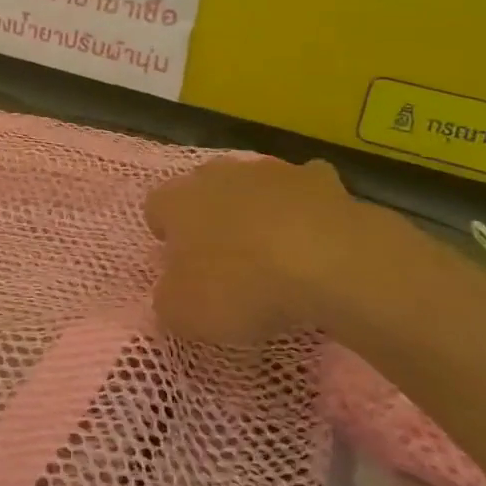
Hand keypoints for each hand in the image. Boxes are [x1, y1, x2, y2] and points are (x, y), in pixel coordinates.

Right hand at [145, 157, 416, 346]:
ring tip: (274, 251)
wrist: (329, 262)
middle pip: (203, 187)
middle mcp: (217, 175)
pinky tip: (318, 240)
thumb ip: (168, 301)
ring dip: (257, 208)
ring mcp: (269, 171)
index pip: (156, 207)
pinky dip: (307, 209)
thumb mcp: (186, 314)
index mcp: (178, 202)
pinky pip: (305, 189)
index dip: (165, 234)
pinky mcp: (318, 178)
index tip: (178, 264)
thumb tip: (171, 294)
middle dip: (210, 214)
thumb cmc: (242, 286)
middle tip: (225, 256)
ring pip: (253, 183)